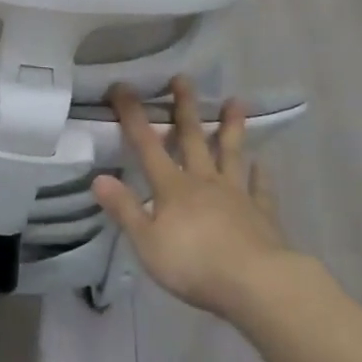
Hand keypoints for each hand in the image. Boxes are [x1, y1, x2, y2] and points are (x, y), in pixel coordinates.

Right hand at [92, 78, 296, 317]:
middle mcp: (204, 182)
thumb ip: (125, 210)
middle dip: (184, 108)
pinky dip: (260, 175)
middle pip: (192, 139)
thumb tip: (98, 178)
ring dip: (231, 128)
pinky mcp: (262, 214)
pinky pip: (260, 189)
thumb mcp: (147, 242)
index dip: (133, 116)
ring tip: (235, 102)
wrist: (256, 284)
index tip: (123, 87)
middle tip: (182, 78)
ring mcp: (236, 195)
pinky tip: (262, 164)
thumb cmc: (194, 264)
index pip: (147, 145)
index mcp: (172, 188)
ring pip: (231, 154)